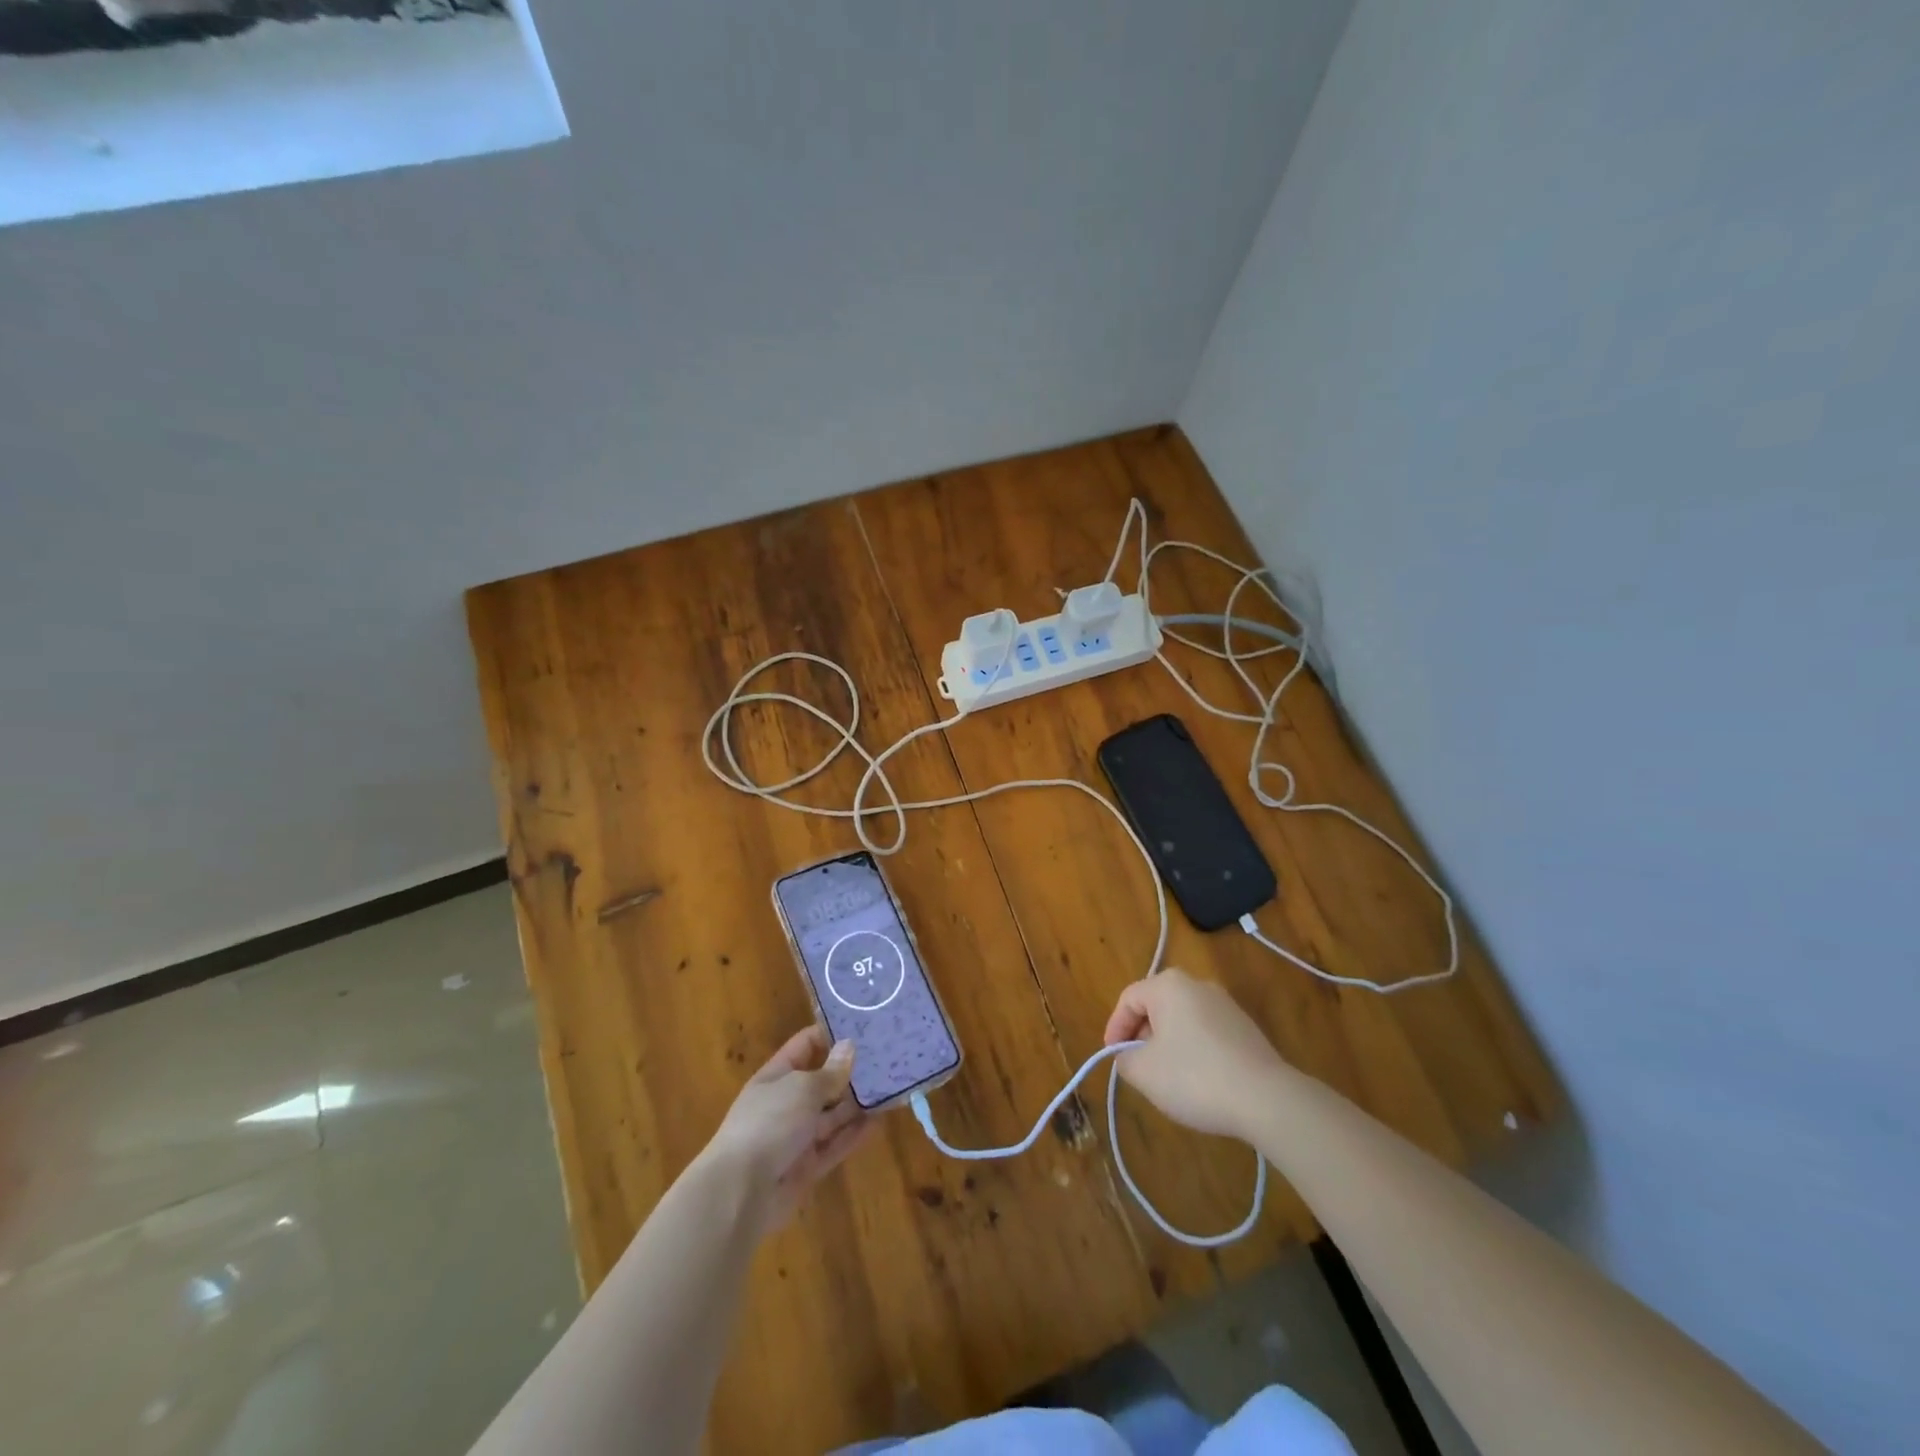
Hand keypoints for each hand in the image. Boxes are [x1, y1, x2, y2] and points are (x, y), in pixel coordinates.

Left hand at [704, 1025, 873, 1230]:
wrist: (741, 1191)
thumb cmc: (769, 1123)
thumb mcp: (802, 1089)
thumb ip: (830, 1071)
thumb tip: (849, 1046)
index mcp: (776, 1076)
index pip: (805, 1046)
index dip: (830, 1035)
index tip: (862, 1028)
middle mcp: (786, 1103)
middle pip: (822, 1082)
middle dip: (850, 1072)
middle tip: (886, 1059)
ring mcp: (796, 1137)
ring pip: (832, 1115)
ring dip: (857, 1104)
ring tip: (890, 1088)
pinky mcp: (807, 1167)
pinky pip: (835, 1145)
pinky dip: (855, 1134)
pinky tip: (879, 1122)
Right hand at [1103, 968, 1288, 1141]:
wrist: (1266, 1099)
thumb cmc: (1194, 1077)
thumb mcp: (1143, 1071)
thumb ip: (1124, 1058)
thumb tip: (1129, 1055)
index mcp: (1168, 985)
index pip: (1128, 999)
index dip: (1115, 1028)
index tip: (1114, 1057)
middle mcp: (1197, 985)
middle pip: (1156, 1006)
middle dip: (1141, 1035)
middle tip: (1137, 1066)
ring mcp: (1226, 1005)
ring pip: (1182, 1020)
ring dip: (1167, 1044)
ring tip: (1166, 1077)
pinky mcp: (1245, 1028)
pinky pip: (1206, 1033)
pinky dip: (1194, 1050)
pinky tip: (1198, 1081)